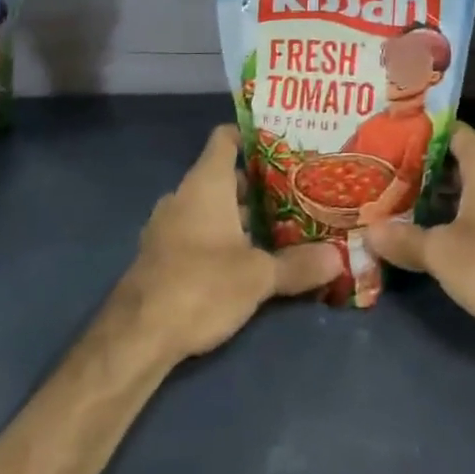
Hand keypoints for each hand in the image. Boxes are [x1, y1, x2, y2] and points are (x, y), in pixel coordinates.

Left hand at [115, 124, 341, 364]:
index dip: (252, 136)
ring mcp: (168, 226)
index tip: (283, 144)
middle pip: (225, 176)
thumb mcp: (257, 276)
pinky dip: (220, 237)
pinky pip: (197, 232)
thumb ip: (297, 265)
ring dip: (240, 215)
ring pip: (211, 207)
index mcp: (206, 183)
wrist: (136, 337)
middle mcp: (184, 195)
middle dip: (258, 185)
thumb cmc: (200, 284)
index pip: (226, 139)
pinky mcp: (162, 256)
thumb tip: (338, 259)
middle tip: (296, 192)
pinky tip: (246, 259)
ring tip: (279, 226)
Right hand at [364, 123, 474, 364]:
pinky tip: (430, 234)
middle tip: (384, 174)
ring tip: (398, 202)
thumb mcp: (442, 253)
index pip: (450, 131)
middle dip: (422, 168)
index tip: (389, 138)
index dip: (420, 132)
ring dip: (438, 196)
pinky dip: (456, 218)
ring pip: (468, 190)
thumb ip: (404, 239)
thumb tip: (368, 231)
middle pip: (457, 161)